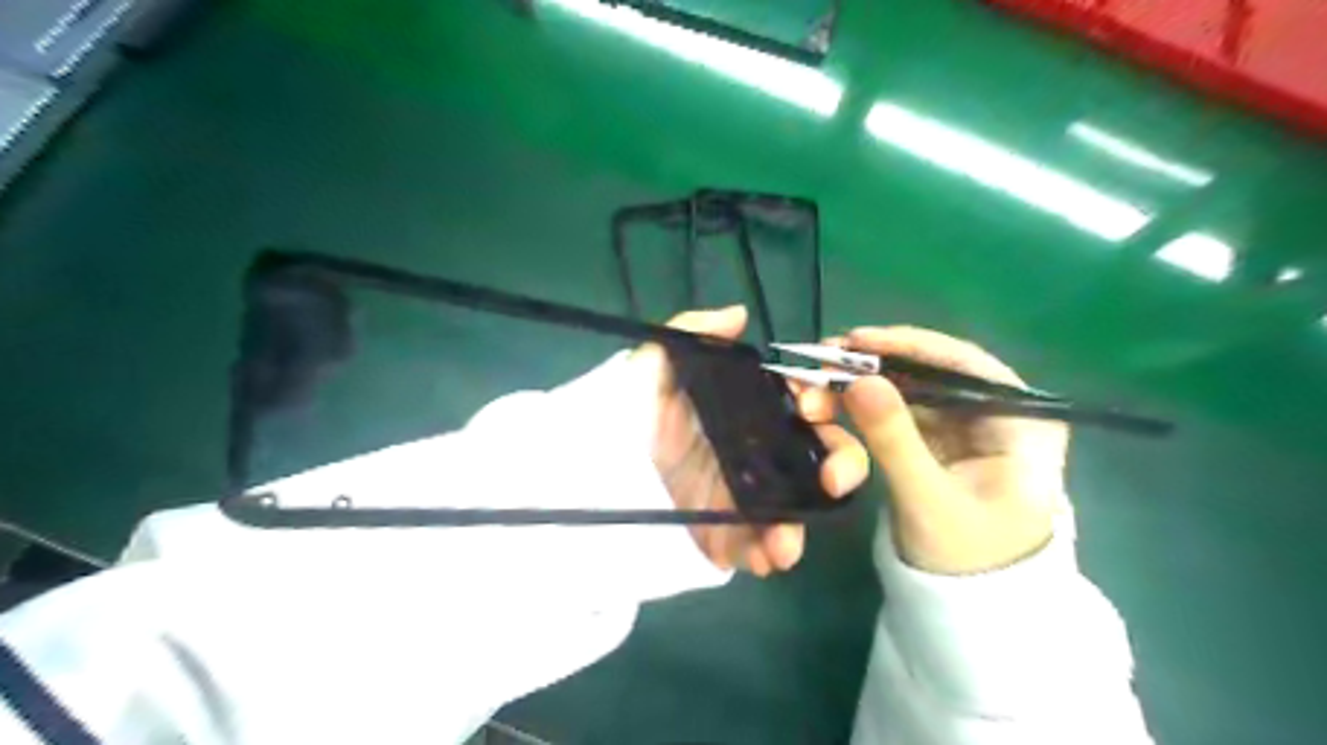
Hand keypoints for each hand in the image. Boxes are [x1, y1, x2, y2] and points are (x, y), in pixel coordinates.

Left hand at [628, 306, 871, 575]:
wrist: (584, 472)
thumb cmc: (620, 412)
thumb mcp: (651, 366)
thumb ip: (691, 332)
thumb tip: (739, 315)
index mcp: (743, 411)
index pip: (800, 404)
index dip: (820, 404)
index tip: (811, 408)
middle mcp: (750, 451)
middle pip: (813, 456)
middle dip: (838, 465)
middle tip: (834, 480)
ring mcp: (739, 495)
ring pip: (792, 507)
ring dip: (801, 524)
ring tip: (787, 542)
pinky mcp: (721, 533)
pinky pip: (754, 545)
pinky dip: (768, 554)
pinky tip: (768, 559)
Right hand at [796, 325, 1065, 575]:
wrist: (969, 605)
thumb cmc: (966, 558)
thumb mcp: (926, 499)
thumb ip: (894, 439)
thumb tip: (858, 381)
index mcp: (1023, 423)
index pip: (967, 365)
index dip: (910, 345)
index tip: (857, 340)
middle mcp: (998, 412)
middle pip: (934, 370)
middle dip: (877, 365)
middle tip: (824, 358)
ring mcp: (968, 424)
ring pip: (912, 387)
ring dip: (865, 381)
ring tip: (818, 377)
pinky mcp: (941, 438)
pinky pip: (901, 408)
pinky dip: (867, 403)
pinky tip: (834, 397)